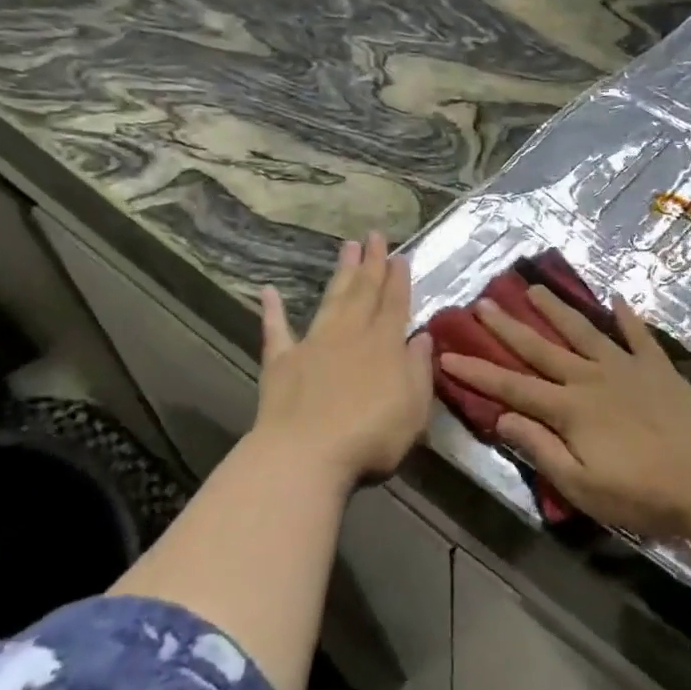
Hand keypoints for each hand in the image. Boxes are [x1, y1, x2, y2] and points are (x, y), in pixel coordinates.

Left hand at [254, 232, 432, 483]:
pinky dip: (272, 311)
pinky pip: (276, 331)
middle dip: (371, 263)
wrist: (306, 454)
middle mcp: (351, 335)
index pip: (395, 304)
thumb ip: (419, 369)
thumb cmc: (372, 435)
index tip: (400, 255)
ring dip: (340, 274)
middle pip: (364, 292)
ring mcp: (314, 345)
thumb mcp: (414, 407)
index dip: (398, 279)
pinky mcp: (281, 362)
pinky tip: (268, 291)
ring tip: (347, 246)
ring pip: (331, 300)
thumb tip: (422, 337)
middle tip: (374, 235)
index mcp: (385, 345)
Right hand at [437, 288, 690, 539]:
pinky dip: (627, 317)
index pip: (512, 387)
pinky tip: (617, 298)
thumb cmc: (642, 493)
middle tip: (483, 303)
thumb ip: (541, 449)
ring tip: (535, 288)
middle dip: (509, 327)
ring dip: (557, 310)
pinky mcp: (658, 368)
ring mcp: (627, 368)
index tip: (447, 354)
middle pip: (542, 348)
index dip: (477, 372)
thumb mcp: (582, 485)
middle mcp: (592, 378)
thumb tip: (500, 418)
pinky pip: (638, 336)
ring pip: (583, 332)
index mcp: (570, 409)